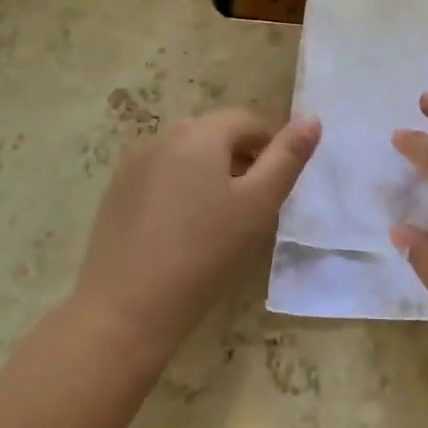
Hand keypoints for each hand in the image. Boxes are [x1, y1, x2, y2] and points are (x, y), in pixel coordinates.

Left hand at [73, 109, 320, 363]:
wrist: (126, 308)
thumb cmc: (205, 252)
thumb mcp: (259, 204)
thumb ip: (288, 158)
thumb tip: (312, 119)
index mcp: (200, 134)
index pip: (247, 121)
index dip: (269, 148)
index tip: (273, 189)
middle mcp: (163, 137)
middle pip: (215, 134)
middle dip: (239, 160)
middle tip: (249, 207)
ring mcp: (134, 164)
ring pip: (186, 155)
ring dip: (209, 174)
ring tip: (217, 221)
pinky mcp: (115, 193)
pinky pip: (160, 176)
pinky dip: (179, 190)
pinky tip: (181, 231)